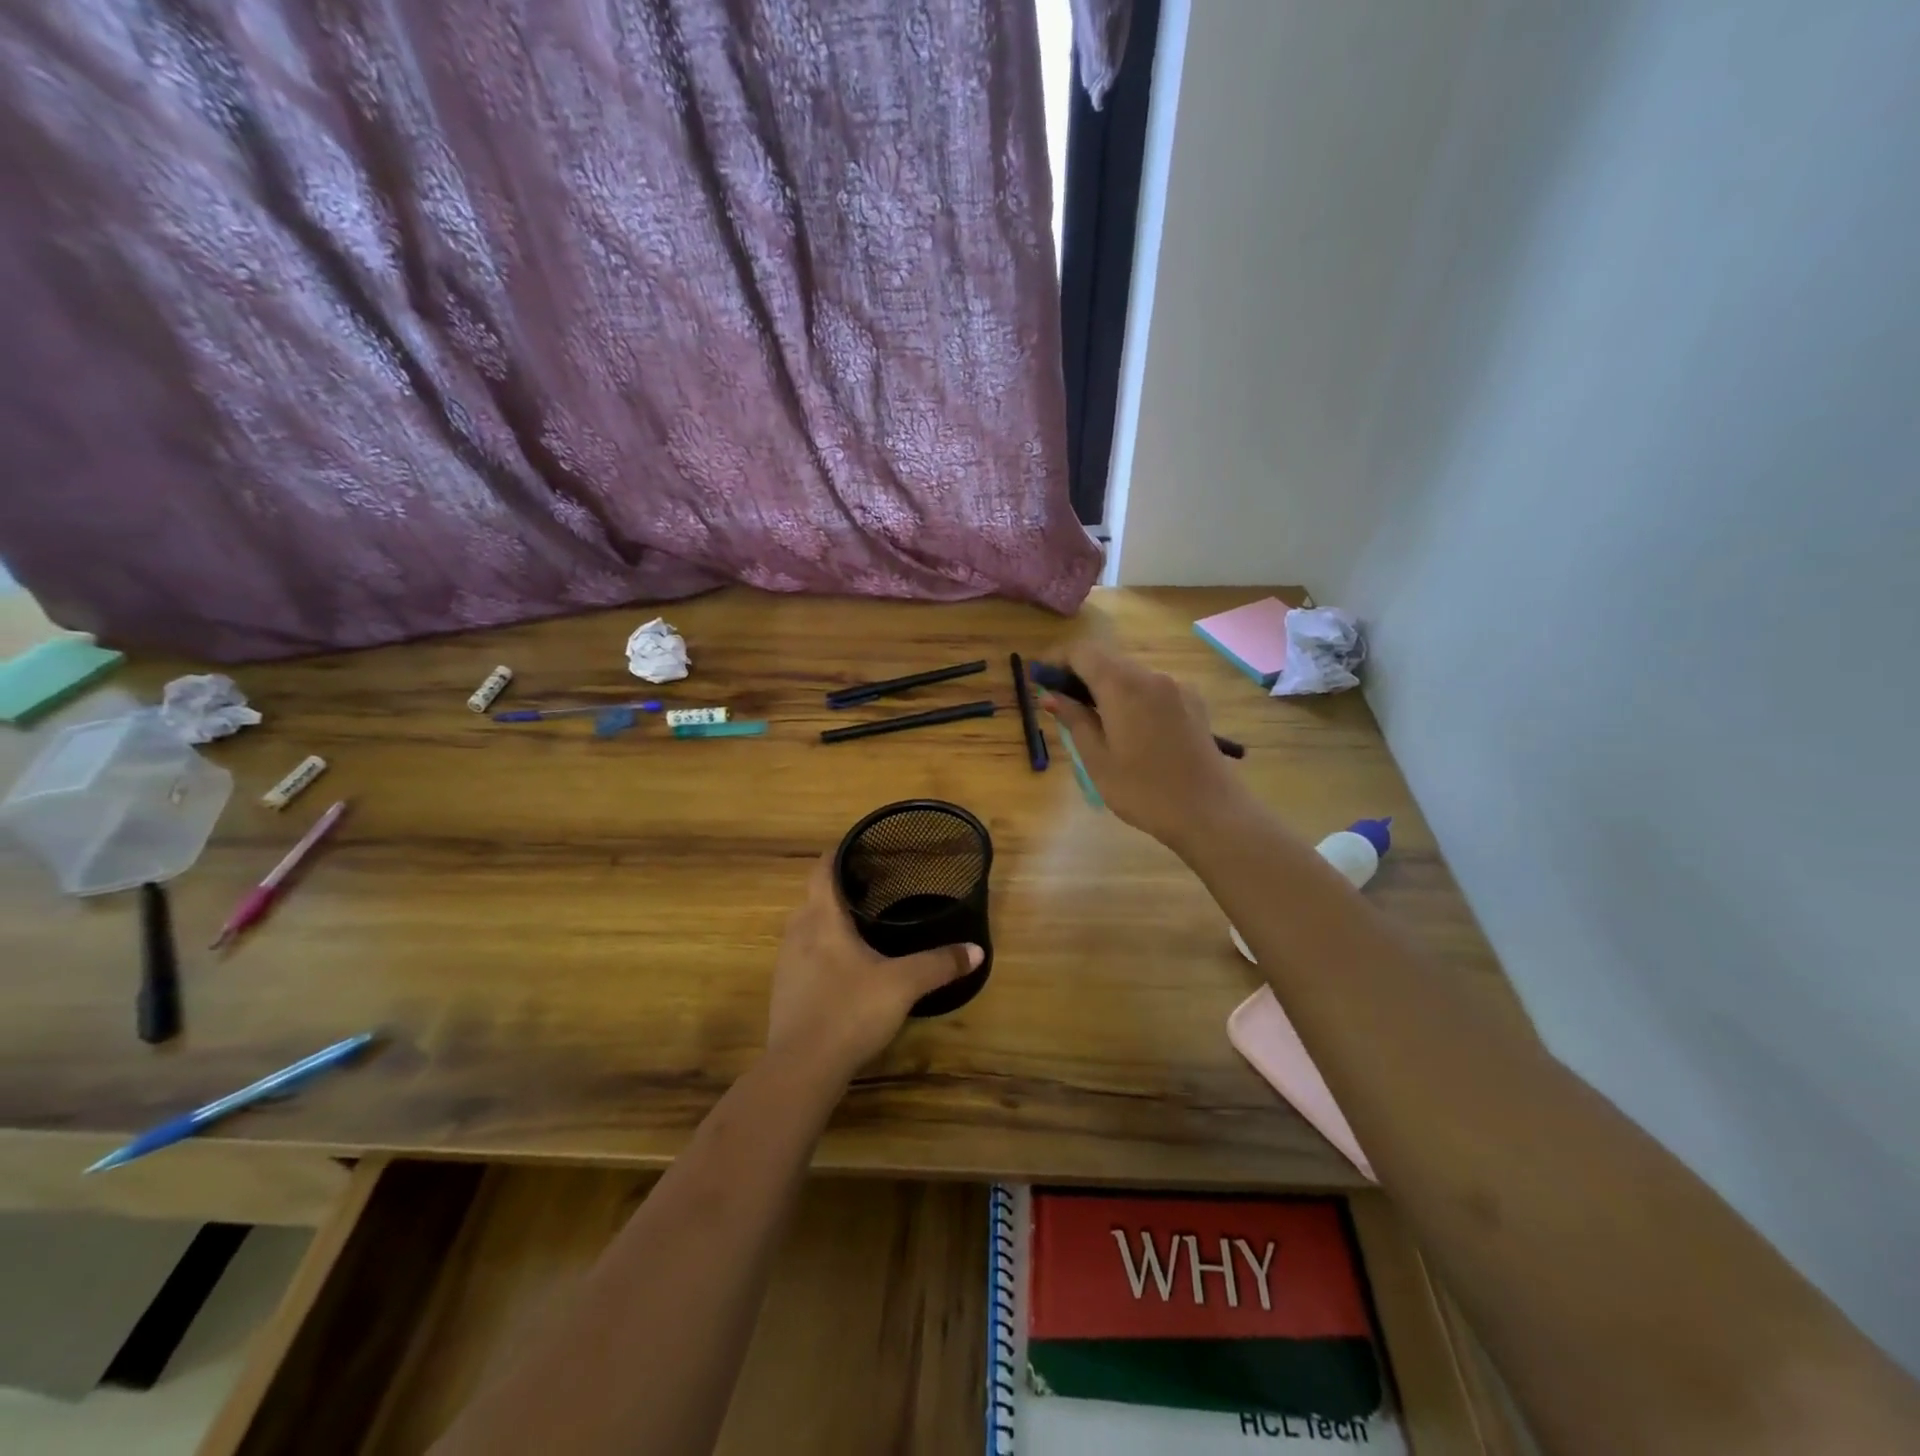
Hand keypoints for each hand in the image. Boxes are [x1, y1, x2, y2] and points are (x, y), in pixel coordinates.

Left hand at [767, 855, 982, 1081]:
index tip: (860, 848)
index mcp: (822, 919)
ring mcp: (786, 964)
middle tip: (873, 887)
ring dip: (828, 922)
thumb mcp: (903, 984)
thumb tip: (976, 950)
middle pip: (813, 898)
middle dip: (839, 889)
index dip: (838, 854)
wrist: (801, 1069)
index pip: (822, 870)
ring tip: (861, 925)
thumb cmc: (850, 1010)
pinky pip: (803, 956)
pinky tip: (844, 968)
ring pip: (806, 928)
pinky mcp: (785, 992)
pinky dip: (822, 950)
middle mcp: (798, 933)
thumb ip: (939, 964)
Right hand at [1040, 641, 1246, 850]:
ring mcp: (1176, 688)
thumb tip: (1051, 696)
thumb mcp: (1098, 759)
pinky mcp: (1193, 703)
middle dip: (1079, 673)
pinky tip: (1127, 728)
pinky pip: (1152, 689)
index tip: (1040, 679)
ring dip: (1106, 686)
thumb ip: (1074, 720)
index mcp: (1123, 685)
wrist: (1210, 811)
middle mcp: (1151, 676)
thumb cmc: (1144, 790)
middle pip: (1108, 659)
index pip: (1082, 652)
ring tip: (1091, 719)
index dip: (1057, 659)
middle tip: (1059, 702)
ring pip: (1131, 674)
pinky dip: (1131, 696)